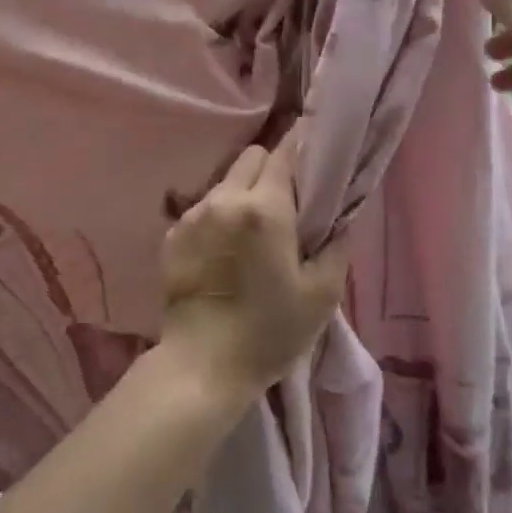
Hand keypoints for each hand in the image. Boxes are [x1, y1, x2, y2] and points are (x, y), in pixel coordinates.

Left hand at [158, 126, 350, 400]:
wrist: (201, 367)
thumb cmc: (269, 332)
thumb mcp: (322, 293)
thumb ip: (336, 244)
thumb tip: (338, 215)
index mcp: (264, 208)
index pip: (284, 151)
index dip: (301, 144)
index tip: (313, 150)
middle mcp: (224, 200)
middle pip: (252, 157)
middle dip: (271, 169)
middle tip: (286, 204)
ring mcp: (193, 215)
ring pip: (225, 181)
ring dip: (243, 193)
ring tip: (253, 232)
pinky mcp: (173, 234)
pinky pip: (203, 207)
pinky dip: (219, 216)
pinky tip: (225, 251)